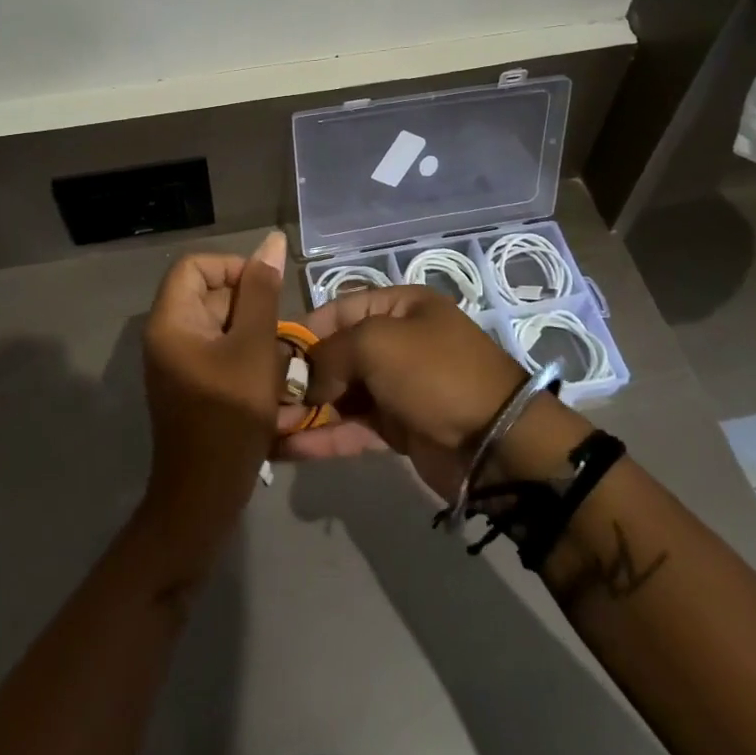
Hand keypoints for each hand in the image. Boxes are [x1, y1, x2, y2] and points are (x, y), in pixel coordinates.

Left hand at [138, 231, 289, 569]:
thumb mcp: (254, 347)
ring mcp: (177, 362)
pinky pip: (219, 352)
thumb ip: (262, 292)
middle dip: (249, 307)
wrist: (203, 498)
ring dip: (253, 335)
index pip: (195, 265)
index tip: (266, 291)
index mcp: (170, 320)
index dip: (232, 268)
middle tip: (279, 332)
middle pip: (209, 294)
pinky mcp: (190, 385)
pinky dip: (246, 357)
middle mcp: (166, 335)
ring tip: (279, 359)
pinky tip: (270, 380)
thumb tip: (271, 242)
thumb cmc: (229, 416)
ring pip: (220, 325)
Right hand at [277, 284, 556, 498]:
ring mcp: (396, 387)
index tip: (265, 354)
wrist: (496, 442)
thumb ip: (329, 355)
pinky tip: (285, 448)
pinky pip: (351, 427)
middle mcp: (395, 341)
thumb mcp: (376, 344)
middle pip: (335, 354)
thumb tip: (304, 380)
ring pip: (339, 394)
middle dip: (298, 375)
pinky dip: (321, 436)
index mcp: (397, 306)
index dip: (302, 331)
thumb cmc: (433, 373)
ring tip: (262, 427)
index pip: (336, 310)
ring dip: (304, 409)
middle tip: (259, 398)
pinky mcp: (397, 428)